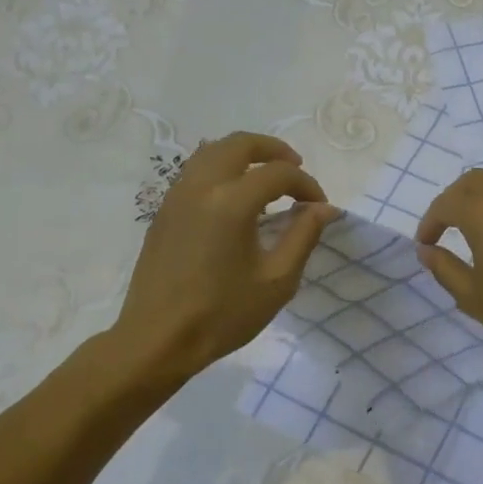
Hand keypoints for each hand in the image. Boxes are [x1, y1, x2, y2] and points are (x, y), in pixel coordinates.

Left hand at [110, 133, 339, 380]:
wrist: (158, 339)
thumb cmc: (223, 314)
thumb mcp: (277, 280)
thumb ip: (303, 236)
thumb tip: (324, 208)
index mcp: (231, 202)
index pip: (278, 173)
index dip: (306, 185)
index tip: (319, 207)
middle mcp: (200, 187)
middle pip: (239, 143)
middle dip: (274, 150)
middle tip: (296, 168)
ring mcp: (176, 196)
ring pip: (212, 151)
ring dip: (244, 155)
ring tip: (266, 178)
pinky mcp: (164, 212)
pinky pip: (194, 171)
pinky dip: (221, 169)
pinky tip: (235, 198)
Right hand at [415, 168, 482, 354]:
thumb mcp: (473, 297)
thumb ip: (444, 269)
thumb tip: (427, 250)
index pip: (446, 204)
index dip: (430, 222)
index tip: (425, 244)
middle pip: (473, 181)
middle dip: (453, 200)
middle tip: (446, 227)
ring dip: (482, 193)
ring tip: (478, 220)